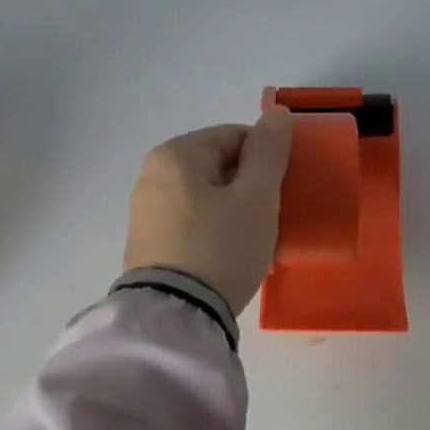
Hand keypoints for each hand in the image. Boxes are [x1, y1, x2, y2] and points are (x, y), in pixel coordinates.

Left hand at [123, 107, 295, 312]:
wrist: (176, 316)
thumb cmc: (221, 247)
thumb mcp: (256, 197)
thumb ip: (268, 152)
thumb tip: (276, 113)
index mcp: (175, 154)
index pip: (234, 136)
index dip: (267, 159)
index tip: (284, 190)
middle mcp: (152, 175)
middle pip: (218, 168)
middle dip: (250, 188)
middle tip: (273, 220)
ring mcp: (145, 212)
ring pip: (206, 199)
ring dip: (234, 213)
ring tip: (256, 243)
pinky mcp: (146, 245)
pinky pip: (191, 225)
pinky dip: (214, 233)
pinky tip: (230, 258)